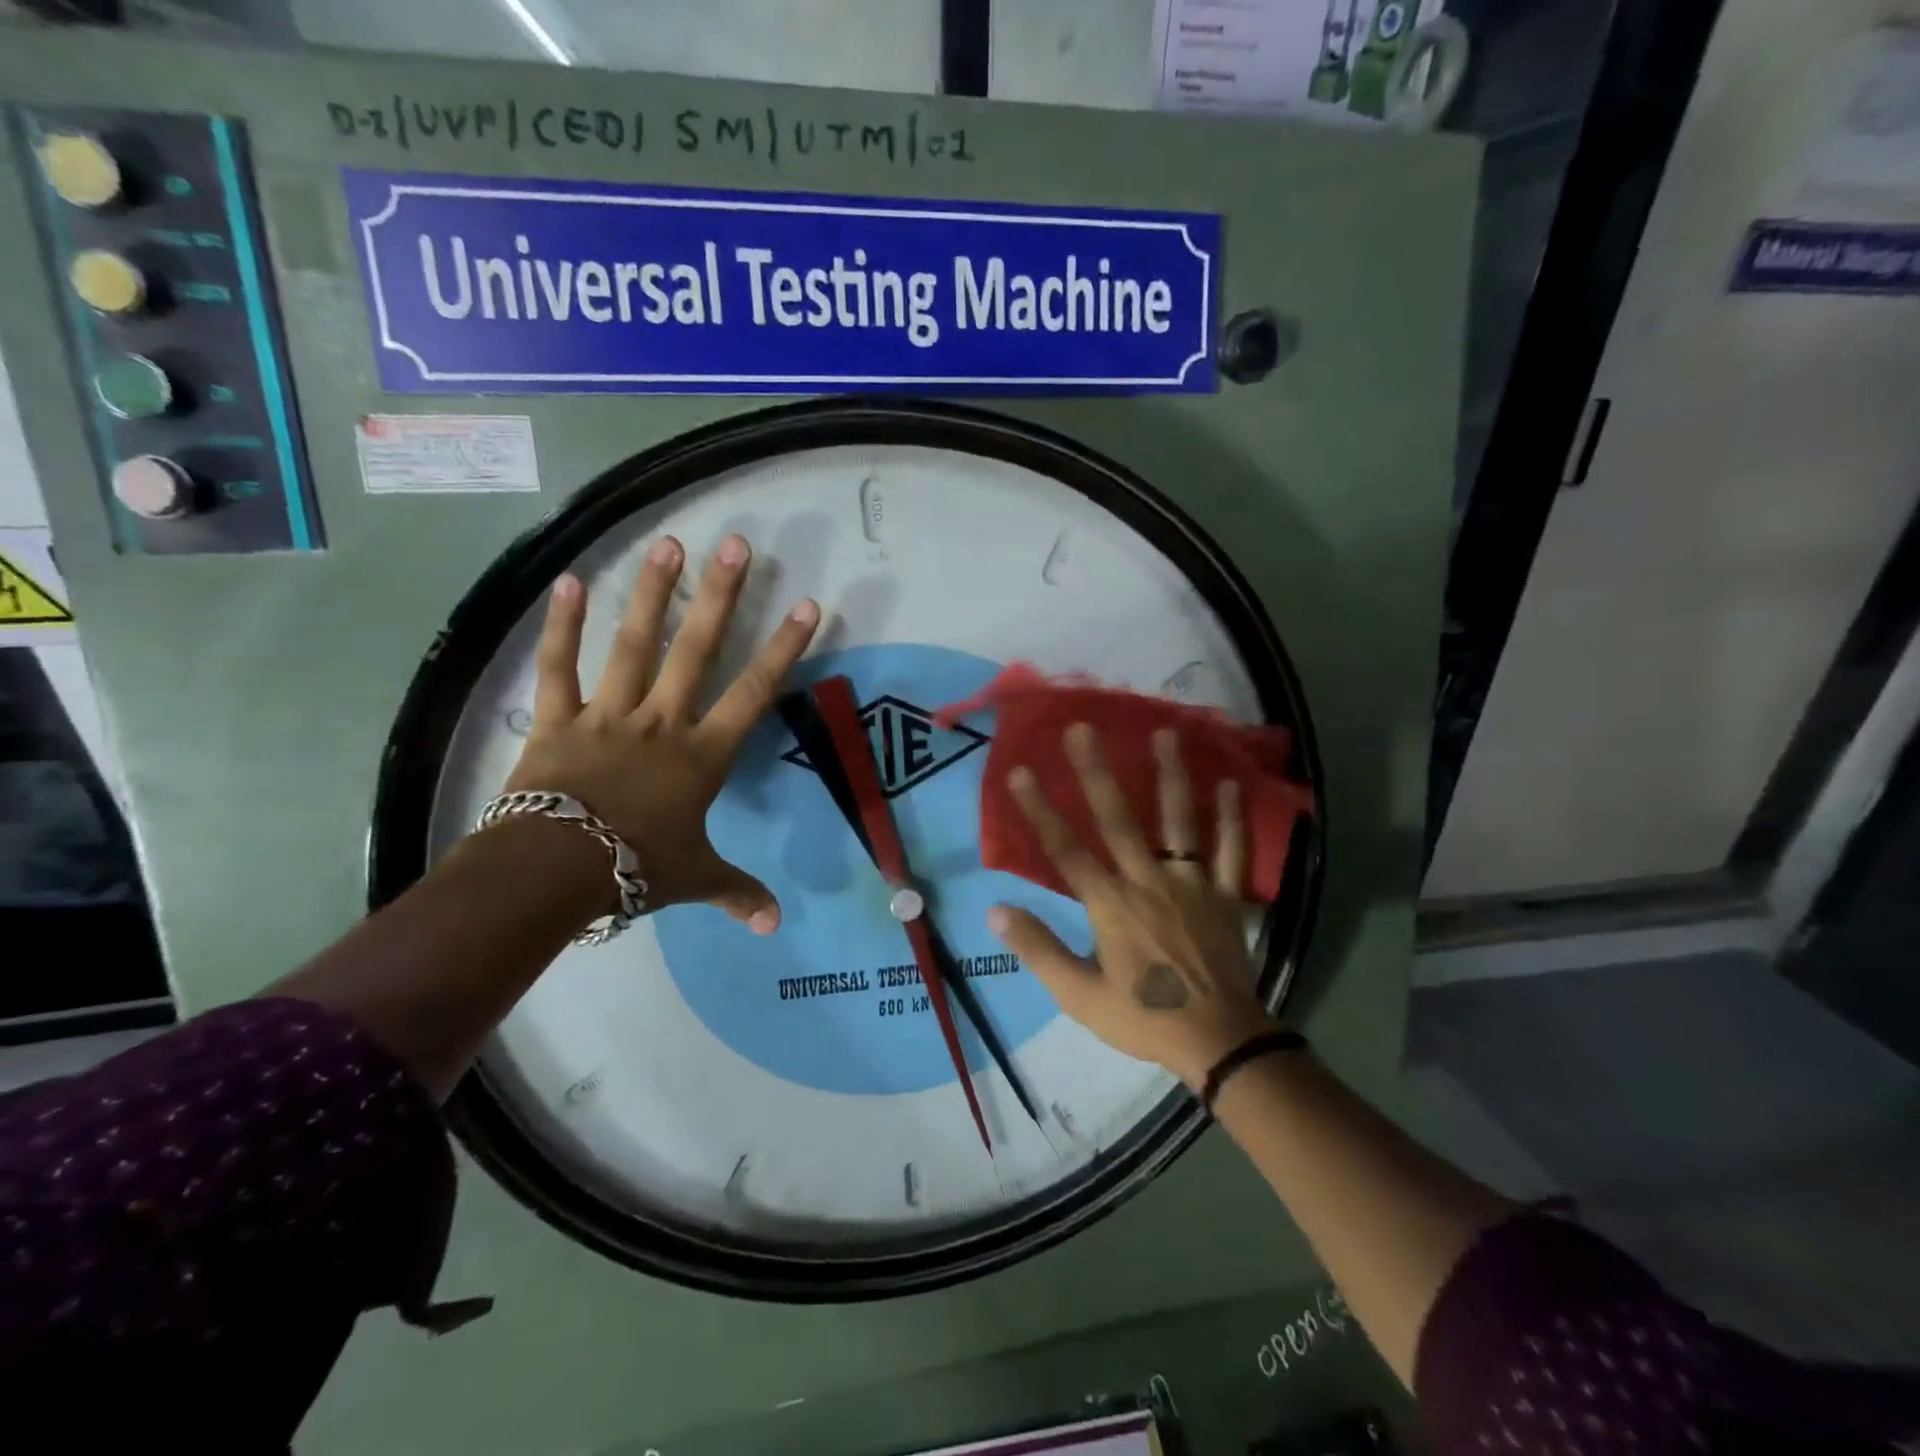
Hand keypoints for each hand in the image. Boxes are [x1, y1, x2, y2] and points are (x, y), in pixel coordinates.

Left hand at [502, 534, 819, 932]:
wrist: (554, 872)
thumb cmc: (635, 870)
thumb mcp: (695, 880)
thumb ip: (739, 893)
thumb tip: (776, 927)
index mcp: (701, 755)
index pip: (753, 693)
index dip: (783, 648)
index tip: (806, 605)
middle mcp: (661, 722)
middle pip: (697, 650)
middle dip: (721, 596)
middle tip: (736, 544)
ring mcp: (607, 715)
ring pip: (634, 645)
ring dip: (653, 594)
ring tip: (668, 544)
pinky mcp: (556, 720)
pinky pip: (559, 668)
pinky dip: (563, 625)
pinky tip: (571, 580)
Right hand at [987, 724, 1274, 1087]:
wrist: (1218, 1042)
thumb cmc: (1144, 1017)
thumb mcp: (1079, 995)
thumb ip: (1038, 949)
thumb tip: (996, 910)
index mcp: (1110, 905)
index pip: (1066, 850)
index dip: (1040, 810)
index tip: (1021, 772)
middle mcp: (1148, 881)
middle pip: (1119, 819)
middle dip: (1097, 772)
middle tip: (1083, 728)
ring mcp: (1192, 884)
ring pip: (1180, 821)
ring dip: (1171, 775)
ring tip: (1165, 732)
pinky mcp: (1225, 896)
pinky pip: (1231, 851)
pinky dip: (1233, 817)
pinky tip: (1230, 784)